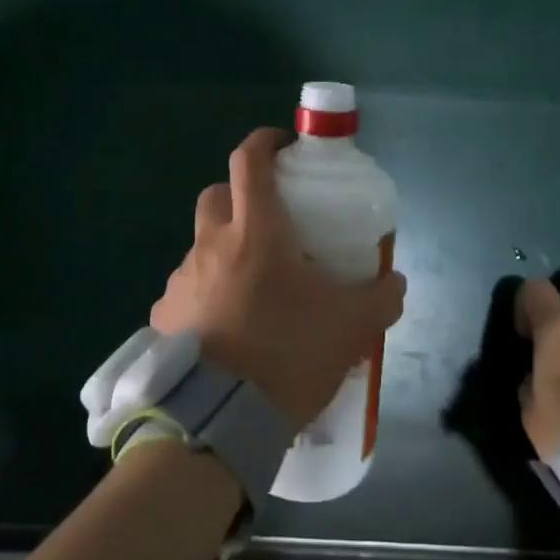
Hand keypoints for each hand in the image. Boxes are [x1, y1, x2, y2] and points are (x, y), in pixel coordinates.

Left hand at [151, 128, 405, 426]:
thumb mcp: (351, 326)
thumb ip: (381, 297)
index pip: (250, 161)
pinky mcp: (164, 316)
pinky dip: (205, 295)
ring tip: (251, 291)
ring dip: (224, 253)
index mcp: (255, 232)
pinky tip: (225, 329)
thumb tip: (395, 281)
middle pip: (217, 195)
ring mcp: (181, 280)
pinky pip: (186, 291)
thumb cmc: (288, 354)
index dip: (265, 142)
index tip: (282, 145)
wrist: (222, 417)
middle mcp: (210, 245)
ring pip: (200, 246)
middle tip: (269, 224)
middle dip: (240, 196)